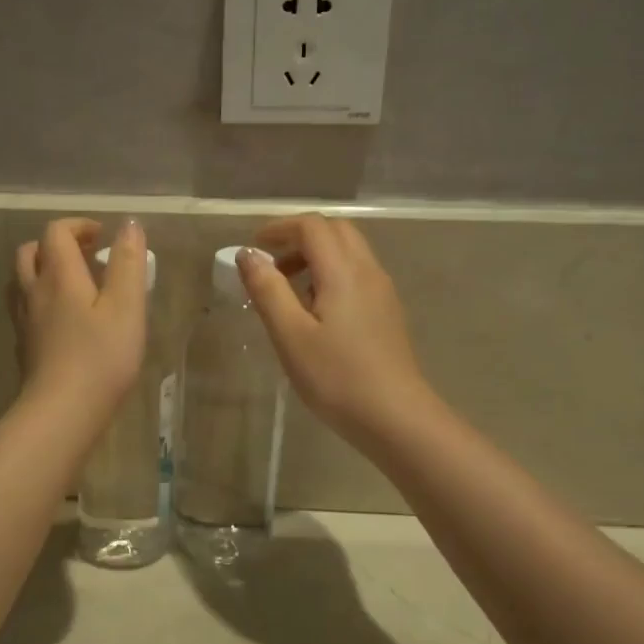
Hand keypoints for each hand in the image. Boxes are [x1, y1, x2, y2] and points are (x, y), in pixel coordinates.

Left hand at [8, 217, 146, 421]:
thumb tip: (128, 224)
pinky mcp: (24, 346)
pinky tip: (63, 319)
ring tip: (73, 283)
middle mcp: (34, 291)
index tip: (102, 236)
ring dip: (43, 270)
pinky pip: (25, 308)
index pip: (56, 232)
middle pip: (31, 251)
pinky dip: (41, 299)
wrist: (62, 411)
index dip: (78, 226)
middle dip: (57, 244)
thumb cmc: (101, 357)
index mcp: (58, 275)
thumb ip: (127, 262)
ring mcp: (24, 321)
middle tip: (87, 255)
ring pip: (22, 280)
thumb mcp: (126, 306)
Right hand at [238, 214, 432, 448]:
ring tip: (287, 290)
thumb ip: (267, 289)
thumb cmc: (336, 377)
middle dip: (299, 237)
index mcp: (343, 271)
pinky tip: (315, 311)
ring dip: (316, 256)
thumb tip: (248, 254)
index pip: (312, 226)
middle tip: (270, 264)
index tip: (253, 248)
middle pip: (335, 231)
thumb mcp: (290, 335)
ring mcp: (382, 291)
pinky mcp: (387, 312)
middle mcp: (368, 271)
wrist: (395, 417)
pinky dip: (331, 274)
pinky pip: (357, 274)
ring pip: (349, 252)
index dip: (279, 228)